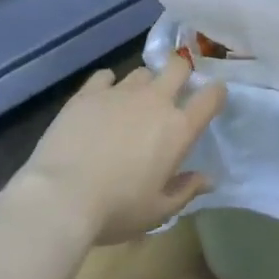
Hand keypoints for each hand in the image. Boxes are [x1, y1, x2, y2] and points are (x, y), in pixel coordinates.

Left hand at [17, 57, 225, 246]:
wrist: (61, 196)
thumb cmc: (117, 209)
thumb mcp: (158, 211)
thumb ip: (186, 190)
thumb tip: (209, 179)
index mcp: (178, 129)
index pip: (211, 96)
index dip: (216, 93)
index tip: (213, 98)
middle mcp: (154, 102)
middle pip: (178, 67)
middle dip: (181, 74)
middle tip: (174, 92)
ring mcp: (120, 93)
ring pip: (142, 72)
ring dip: (144, 84)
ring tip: (134, 103)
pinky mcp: (88, 93)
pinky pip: (105, 76)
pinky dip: (108, 85)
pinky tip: (102, 100)